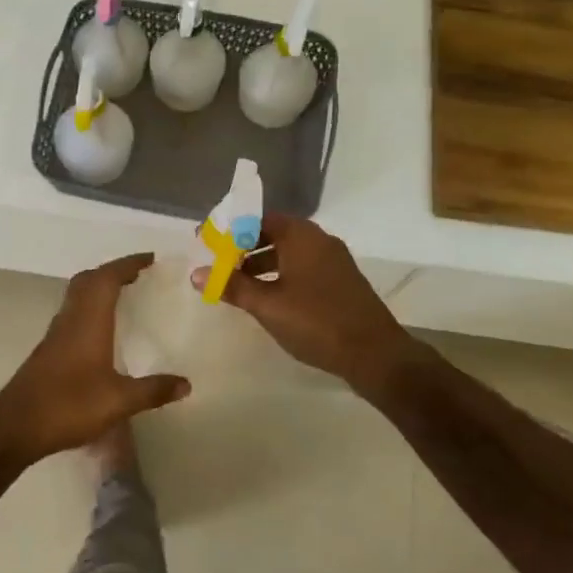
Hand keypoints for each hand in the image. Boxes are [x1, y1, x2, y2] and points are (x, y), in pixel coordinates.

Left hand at [0, 254, 190, 464]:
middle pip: (88, 280)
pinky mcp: (48, 350)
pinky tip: (100, 330)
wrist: (15, 427)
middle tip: (137, 274)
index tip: (149, 259)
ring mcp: (55, 335)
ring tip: (122, 295)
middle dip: (112, 271)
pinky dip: (89, 307)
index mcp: (88, 322)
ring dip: (98, 287)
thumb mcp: (118, 401)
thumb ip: (153, 391)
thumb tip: (186, 384)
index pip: (107, 278)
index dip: (127, 264)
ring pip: (77, 296)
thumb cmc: (68, 406)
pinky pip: (72, 314)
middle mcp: (70, 320)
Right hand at [191, 215, 420, 391]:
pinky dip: (281, 274)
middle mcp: (319, 240)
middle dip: (244, 246)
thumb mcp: (267, 305)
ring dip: (262, 263)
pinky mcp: (341, 281)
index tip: (207, 240)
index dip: (230, 228)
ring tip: (239, 284)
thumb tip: (197, 274)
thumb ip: (232, 286)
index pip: (258, 218)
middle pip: (274, 232)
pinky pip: (303, 267)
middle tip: (219, 264)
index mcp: (301, 236)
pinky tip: (270, 298)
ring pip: (289, 252)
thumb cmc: (316, 322)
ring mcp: (334, 261)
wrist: (375, 354)